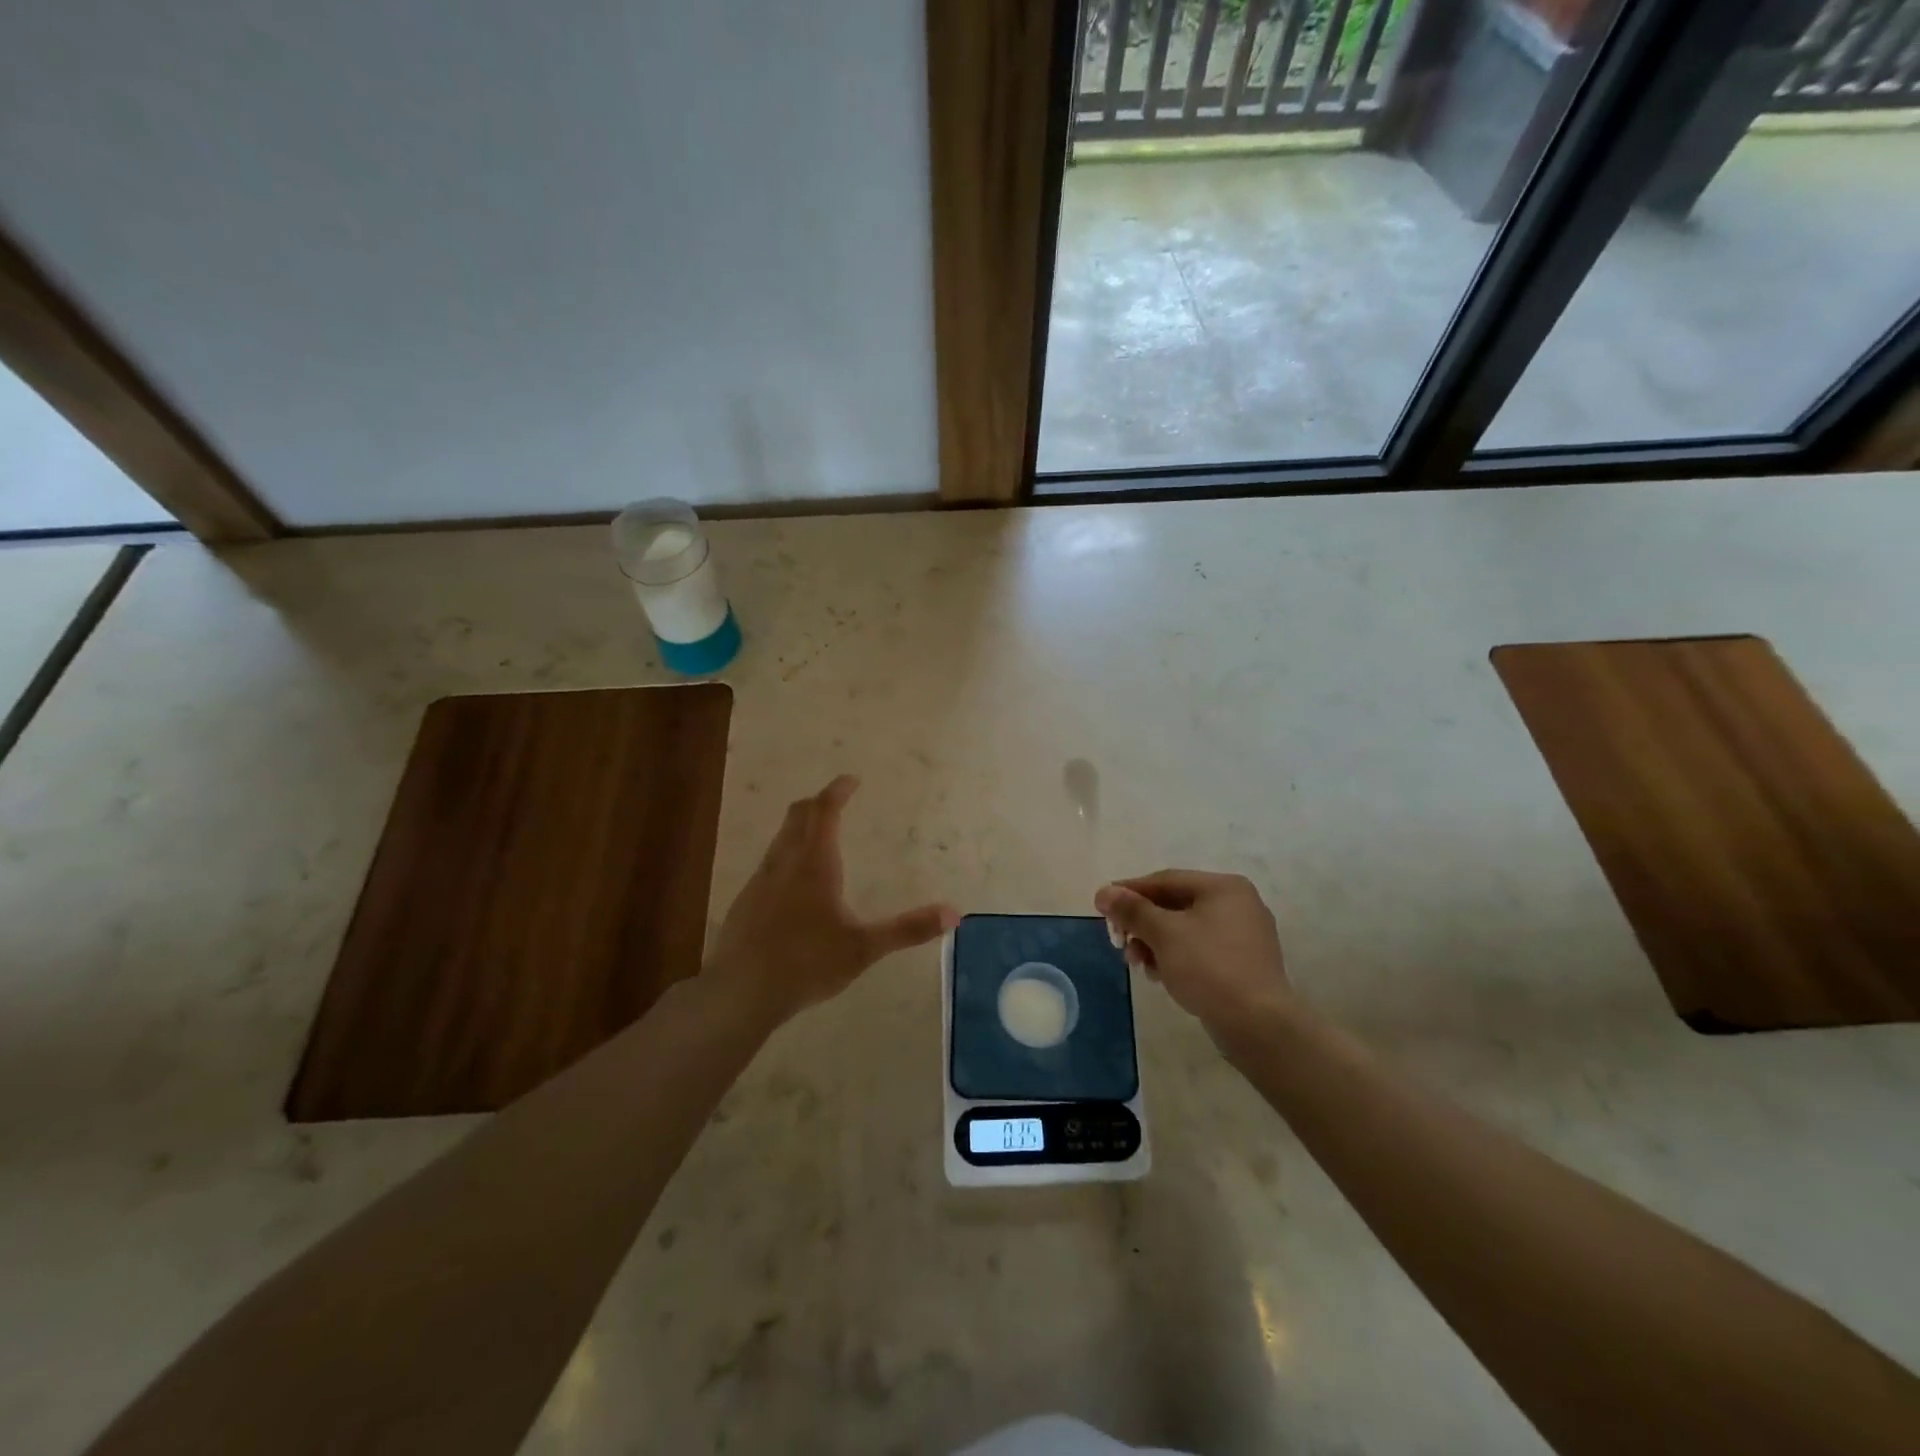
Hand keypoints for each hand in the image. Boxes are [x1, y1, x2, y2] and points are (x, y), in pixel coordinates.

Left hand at [707, 776, 958, 1024]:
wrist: (740, 992)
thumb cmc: (806, 963)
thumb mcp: (863, 948)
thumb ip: (907, 929)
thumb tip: (954, 913)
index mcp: (814, 864)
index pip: (824, 811)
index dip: (837, 791)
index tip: (851, 780)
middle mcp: (784, 863)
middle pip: (798, 816)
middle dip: (817, 803)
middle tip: (835, 801)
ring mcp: (760, 881)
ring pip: (780, 839)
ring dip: (800, 828)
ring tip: (818, 838)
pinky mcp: (745, 902)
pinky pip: (769, 864)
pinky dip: (786, 856)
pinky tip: (793, 885)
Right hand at [1094, 870, 1294, 1040]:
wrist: (1258, 1025)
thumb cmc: (1209, 967)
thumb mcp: (1164, 934)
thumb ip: (1132, 910)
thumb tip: (1104, 892)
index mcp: (1224, 887)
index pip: (1166, 880)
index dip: (1130, 891)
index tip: (1102, 905)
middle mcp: (1238, 905)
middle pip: (1175, 905)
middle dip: (1142, 924)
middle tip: (1119, 941)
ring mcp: (1244, 936)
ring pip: (1186, 930)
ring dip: (1155, 943)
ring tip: (1137, 964)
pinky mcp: (1243, 965)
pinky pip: (1200, 951)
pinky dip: (1176, 958)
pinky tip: (1160, 976)